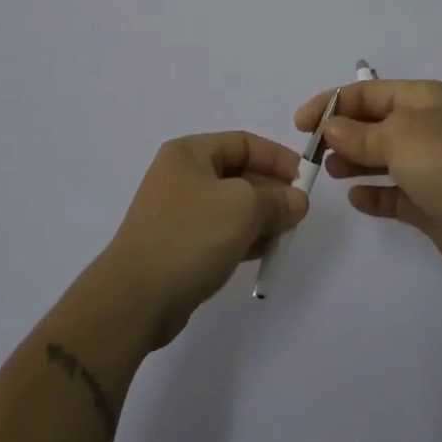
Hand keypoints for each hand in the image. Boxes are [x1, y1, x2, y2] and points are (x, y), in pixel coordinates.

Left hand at [99, 132, 308, 346]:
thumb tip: (297, 201)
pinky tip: (264, 252)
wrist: (136, 298)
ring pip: (232, 206)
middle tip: (299, 213)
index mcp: (189, 153)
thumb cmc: (190, 235)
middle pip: (238, 174)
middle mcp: (182, 176)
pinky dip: (244, 238)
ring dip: (261, 217)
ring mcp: (179, 213)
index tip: (306, 179)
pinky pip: (221, 232)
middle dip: (271, 191)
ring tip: (285, 234)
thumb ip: (276, 199)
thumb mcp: (243, 207)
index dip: (277, 157)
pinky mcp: (180, 246)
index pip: (243, 142)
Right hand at [297, 80, 441, 282]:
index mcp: (421, 100)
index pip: (367, 93)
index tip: (301, 124)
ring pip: (381, 158)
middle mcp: (425, 128)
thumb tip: (332, 128)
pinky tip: (356, 198)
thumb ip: (359, 134)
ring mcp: (430, 166)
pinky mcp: (431, 203)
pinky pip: (394, 193)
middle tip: (314, 152)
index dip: (332, 104)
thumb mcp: (398, 137)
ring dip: (354, 162)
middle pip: (373, 124)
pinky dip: (374, 193)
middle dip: (341, 134)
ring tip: (330, 171)